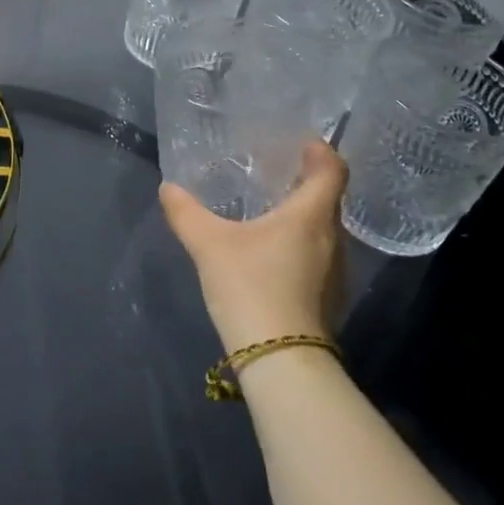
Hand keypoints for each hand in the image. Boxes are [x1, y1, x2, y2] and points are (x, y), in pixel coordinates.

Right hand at [159, 140, 348, 352]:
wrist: (281, 361)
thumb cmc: (251, 287)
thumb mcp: (209, 245)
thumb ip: (186, 213)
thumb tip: (167, 188)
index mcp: (311, 215)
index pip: (332, 170)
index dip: (321, 151)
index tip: (302, 143)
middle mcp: (332, 238)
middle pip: (328, 199)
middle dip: (306, 182)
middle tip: (275, 172)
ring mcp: (335, 272)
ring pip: (324, 230)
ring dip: (303, 215)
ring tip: (270, 210)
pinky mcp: (328, 299)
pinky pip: (319, 256)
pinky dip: (300, 243)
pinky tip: (271, 253)